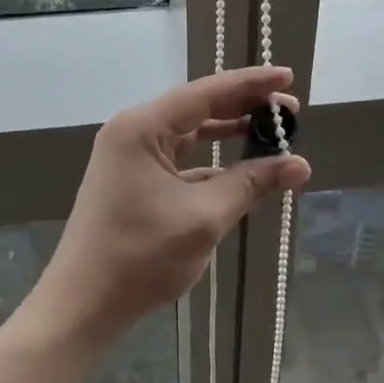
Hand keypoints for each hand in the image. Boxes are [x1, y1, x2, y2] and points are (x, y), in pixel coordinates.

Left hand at [44, 68, 312, 340]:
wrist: (83, 306)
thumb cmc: (140, 255)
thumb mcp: (204, 217)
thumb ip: (251, 184)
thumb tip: (300, 164)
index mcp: (142, 127)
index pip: (206, 92)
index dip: (251, 84)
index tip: (288, 76)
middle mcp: (133, 132)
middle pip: (198, 108)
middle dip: (244, 107)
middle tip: (290, 109)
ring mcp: (131, 157)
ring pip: (190, 134)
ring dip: (229, 133)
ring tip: (271, 131)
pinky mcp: (134, 182)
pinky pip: (181, 160)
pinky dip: (212, 162)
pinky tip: (242, 170)